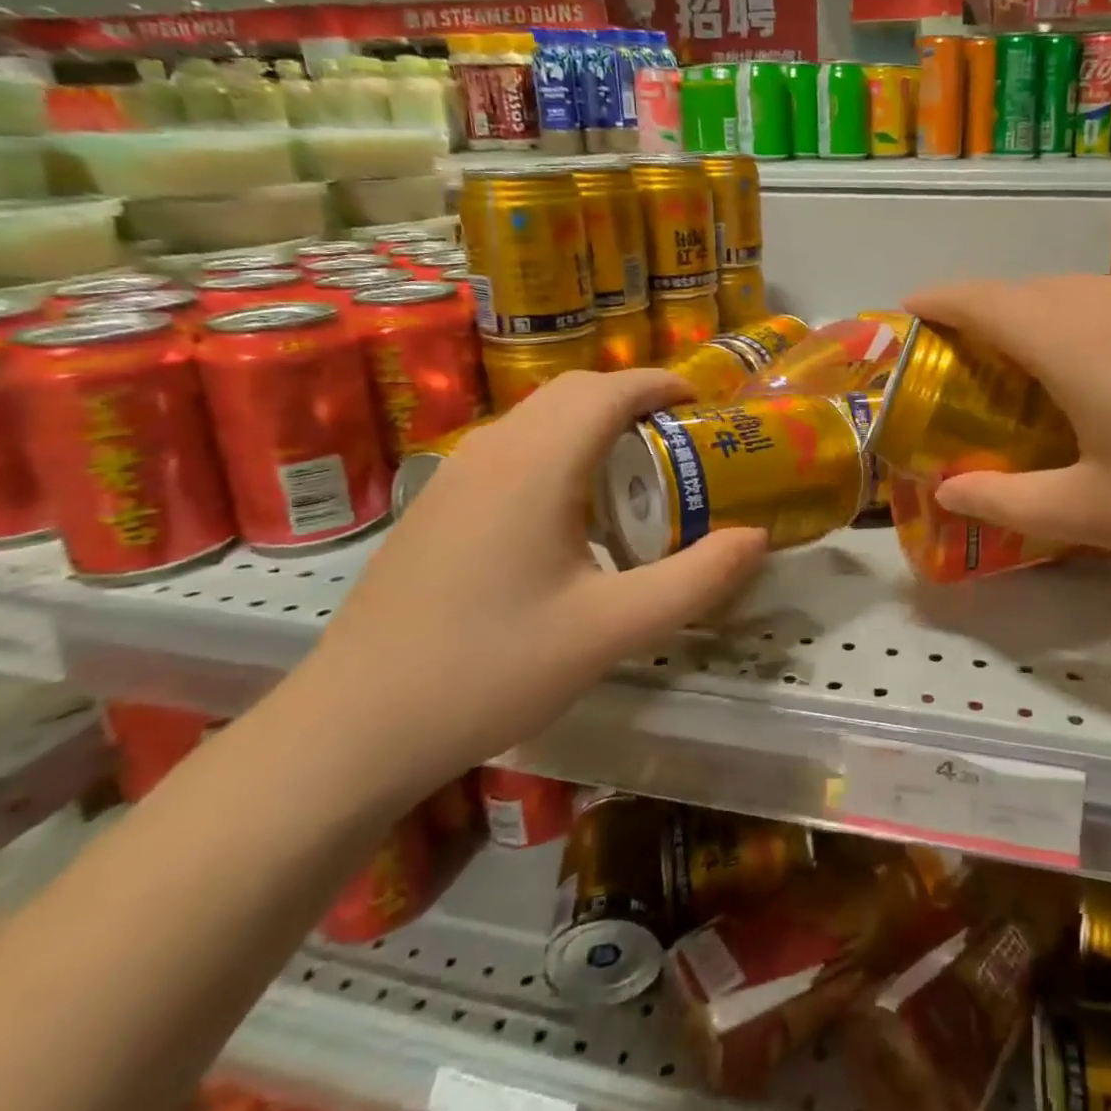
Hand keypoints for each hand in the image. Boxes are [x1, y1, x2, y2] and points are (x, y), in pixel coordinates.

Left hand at [304, 370, 767, 803]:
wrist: (354, 727)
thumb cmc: (492, 669)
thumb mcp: (612, 630)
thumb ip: (695, 580)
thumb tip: (755, 537)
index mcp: (537, 465)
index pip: (608, 390)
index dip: (660, 384)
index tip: (701, 403)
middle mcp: (492, 451)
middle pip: (572, 392)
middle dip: (631, 398)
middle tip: (677, 438)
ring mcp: (455, 476)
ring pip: (537, 417)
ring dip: (592, 422)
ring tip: (633, 471)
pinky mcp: (436, 505)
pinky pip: (511, 448)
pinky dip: (558, 448)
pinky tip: (570, 512)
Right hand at [904, 275, 1110, 589]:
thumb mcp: (1093, 514)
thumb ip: (1006, 500)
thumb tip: (946, 492)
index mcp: (1076, 343)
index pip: (984, 299)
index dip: (937, 300)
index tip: (908, 313)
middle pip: (1028, 290)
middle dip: (983, 311)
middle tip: (963, 360)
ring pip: (1079, 293)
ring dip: (1038, 315)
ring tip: (1027, 365)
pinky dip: (1087, 323)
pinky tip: (1108, 373)